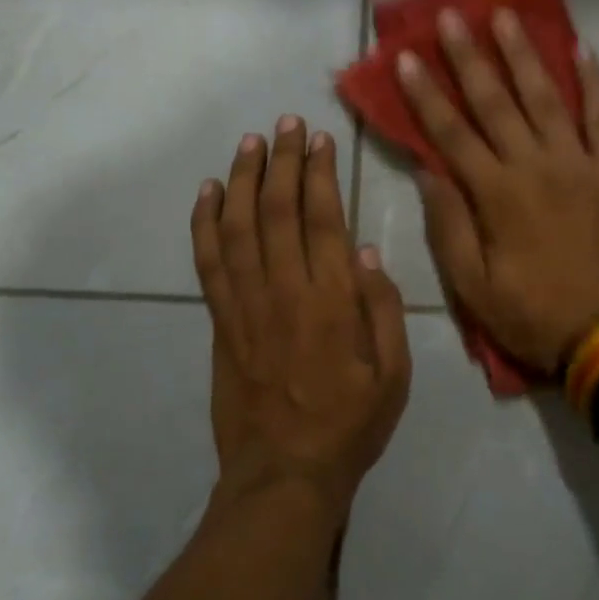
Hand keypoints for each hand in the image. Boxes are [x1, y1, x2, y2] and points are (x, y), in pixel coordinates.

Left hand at [192, 117, 411, 512]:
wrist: (284, 475)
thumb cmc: (349, 426)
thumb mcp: (394, 375)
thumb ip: (384, 310)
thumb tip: (369, 251)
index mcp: (333, 302)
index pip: (323, 219)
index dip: (319, 174)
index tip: (320, 139)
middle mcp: (286, 291)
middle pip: (277, 211)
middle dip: (282, 161)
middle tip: (286, 124)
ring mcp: (246, 306)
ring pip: (238, 227)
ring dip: (243, 179)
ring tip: (249, 142)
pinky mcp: (220, 323)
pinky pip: (208, 264)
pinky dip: (204, 223)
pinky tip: (208, 192)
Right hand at [397, 9, 598, 372]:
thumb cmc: (535, 315)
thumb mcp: (474, 287)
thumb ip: (449, 226)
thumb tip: (427, 171)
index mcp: (496, 195)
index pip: (451, 132)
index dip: (425, 94)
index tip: (407, 57)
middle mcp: (535, 165)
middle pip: (495, 101)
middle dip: (469, 56)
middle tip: (451, 15)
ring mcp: (581, 162)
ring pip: (546, 97)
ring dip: (523, 54)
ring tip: (505, 16)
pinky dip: (594, 81)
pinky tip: (581, 48)